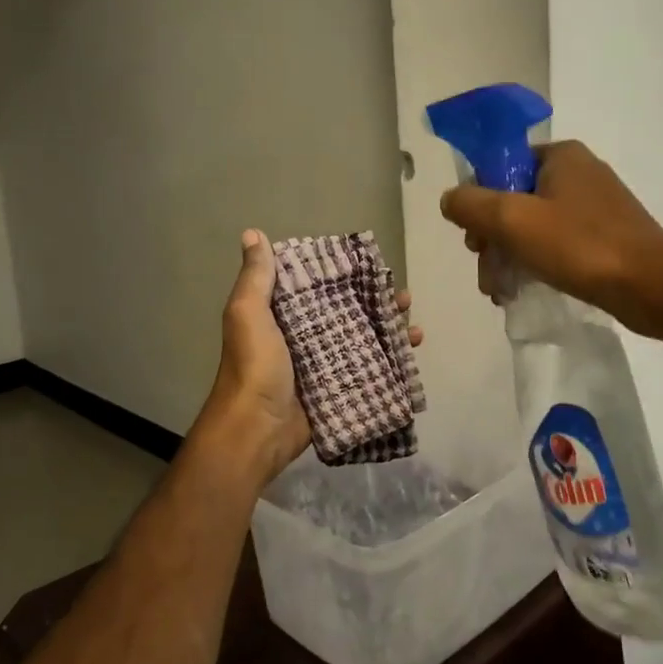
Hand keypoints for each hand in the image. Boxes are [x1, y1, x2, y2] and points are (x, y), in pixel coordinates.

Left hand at [200, 230, 420, 484]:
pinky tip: (412, 353)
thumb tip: (253, 233)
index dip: (342, 275)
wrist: (256, 430)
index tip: (371, 264)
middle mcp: (304, 338)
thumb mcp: (248, 314)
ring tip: (415, 327)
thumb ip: (256, 278)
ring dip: (389, 332)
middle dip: (376, 304)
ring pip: (363, 341)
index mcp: (282, 317)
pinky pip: (368, 371)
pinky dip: (391, 362)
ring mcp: (324, 366)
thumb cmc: (254, 366)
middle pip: (348, 313)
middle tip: (404, 297)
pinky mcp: (338, 390)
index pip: (317, 288)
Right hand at [439, 141, 662, 330]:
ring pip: (533, 226)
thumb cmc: (578, 245)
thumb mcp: (512, 220)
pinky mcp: (605, 236)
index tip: (473, 237)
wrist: (650, 286)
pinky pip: (557, 243)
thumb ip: (471, 204)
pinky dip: (535, 263)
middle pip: (514, 199)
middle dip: (492, 238)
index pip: (501, 166)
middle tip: (485, 272)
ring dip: (509, 257)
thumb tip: (450, 199)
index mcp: (561, 156)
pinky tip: (522, 291)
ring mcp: (595, 205)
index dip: (479, 201)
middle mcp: (579, 172)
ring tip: (499, 292)